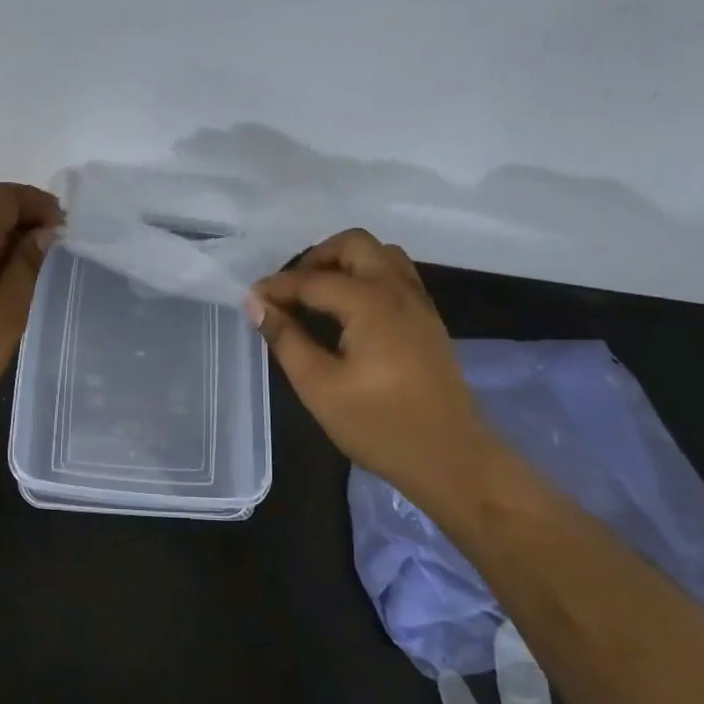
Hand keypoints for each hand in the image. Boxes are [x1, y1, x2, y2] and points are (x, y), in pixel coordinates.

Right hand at [250, 229, 491, 501]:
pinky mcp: (428, 318)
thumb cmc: (381, 426)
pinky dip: (367, 274)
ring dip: (345, 261)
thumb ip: (286, 339)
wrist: (452, 460)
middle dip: (316, 258)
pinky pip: (395, 273)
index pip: (312, 280)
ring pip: (379, 253)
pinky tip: (349, 309)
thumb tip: (257, 305)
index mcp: (369, 301)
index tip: (251, 299)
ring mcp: (418, 301)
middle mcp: (396, 289)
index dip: (277, 287)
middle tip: (291, 290)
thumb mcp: (320, 386)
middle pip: (353, 244)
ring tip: (319, 294)